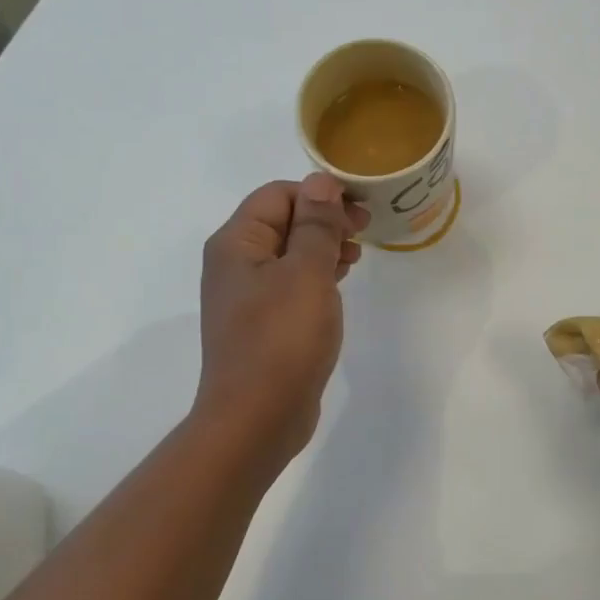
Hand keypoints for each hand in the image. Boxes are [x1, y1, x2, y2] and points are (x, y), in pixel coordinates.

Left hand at [195, 174, 367, 462]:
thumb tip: (321, 181)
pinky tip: (338, 284)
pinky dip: (315, 276)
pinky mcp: (262, 324)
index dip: (320, 195)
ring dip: (322, 247)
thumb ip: (316, 224)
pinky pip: (290, 284)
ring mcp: (246, 296)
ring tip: (355, 256)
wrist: (256, 418)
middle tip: (364, 231)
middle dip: (324, 219)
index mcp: (236, 243)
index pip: (278, 195)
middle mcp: (235, 264)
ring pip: (289, 253)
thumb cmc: (282, 339)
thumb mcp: (306, 273)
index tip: (360, 211)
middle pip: (282, 221)